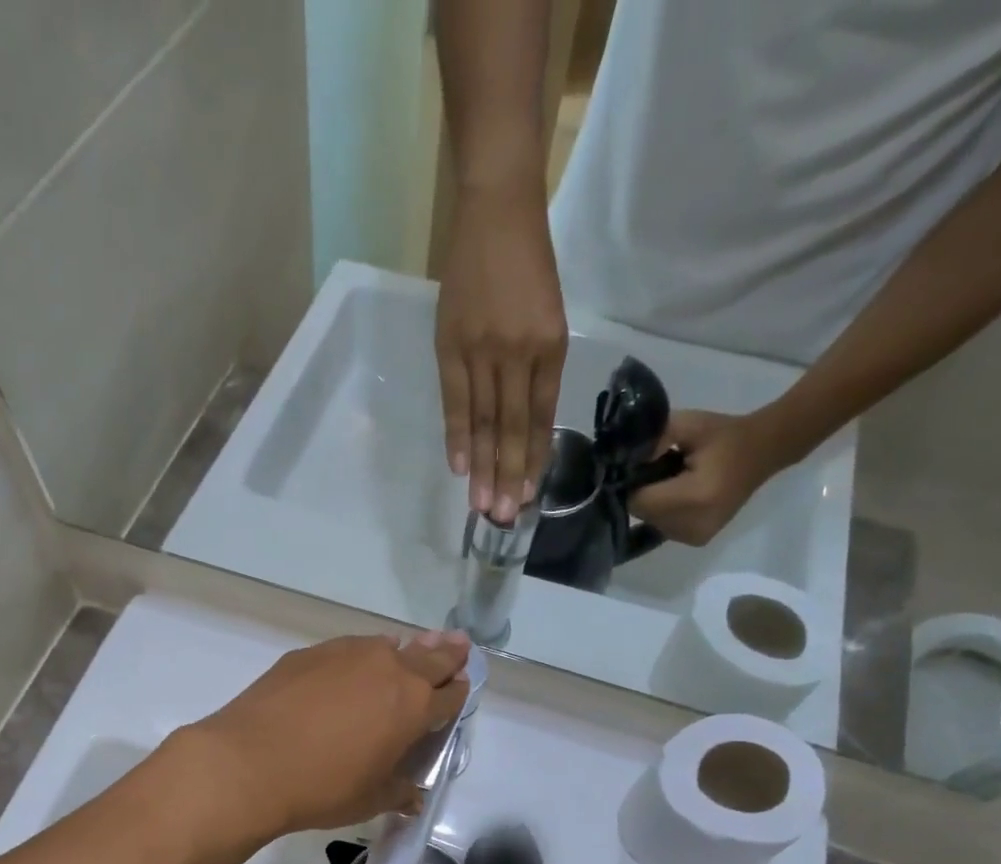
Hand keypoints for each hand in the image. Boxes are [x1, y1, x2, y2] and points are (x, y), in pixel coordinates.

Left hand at [184, 631, 470, 837]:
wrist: (249, 763)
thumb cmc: (322, 788)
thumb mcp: (370, 800)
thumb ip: (398, 793)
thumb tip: (412, 797)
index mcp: (413, 707)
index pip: (451, 695)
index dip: (458, 693)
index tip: (460, 688)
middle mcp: (388, 669)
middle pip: (430, 657)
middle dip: (447, 654)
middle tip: (458, 645)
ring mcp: (347, 654)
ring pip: (386, 646)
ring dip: (401, 652)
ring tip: (401, 656)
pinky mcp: (309, 653)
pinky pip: (347, 649)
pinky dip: (357, 657)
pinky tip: (346, 672)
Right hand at [435, 182, 568, 524]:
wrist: (498, 208)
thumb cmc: (527, 262)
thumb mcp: (546, 315)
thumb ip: (536, 368)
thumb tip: (521, 422)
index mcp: (549, 346)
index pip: (540, 417)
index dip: (533, 460)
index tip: (529, 497)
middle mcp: (518, 353)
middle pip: (512, 427)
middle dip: (509, 476)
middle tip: (506, 518)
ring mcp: (482, 349)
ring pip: (485, 421)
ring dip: (483, 467)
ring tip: (482, 506)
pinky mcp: (451, 344)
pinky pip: (455, 400)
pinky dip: (458, 435)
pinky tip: (459, 467)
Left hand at [637, 409, 795, 545]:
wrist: (764, 451)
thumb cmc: (725, 435)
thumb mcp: (688, 425)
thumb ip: (653, 439)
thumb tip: (625, 461)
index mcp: (693, 497)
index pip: (638, 500)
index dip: (633, 483)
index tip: (643, 465)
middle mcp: (693, 525)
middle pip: (642, 514)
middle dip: (643, 493)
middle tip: (662, 470)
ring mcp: (695, 537)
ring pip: (650, 522)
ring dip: (653, 503)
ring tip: (674, 482)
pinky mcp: (697, 540)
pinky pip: (663, 527)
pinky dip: (664, 512)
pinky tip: (681, 495)